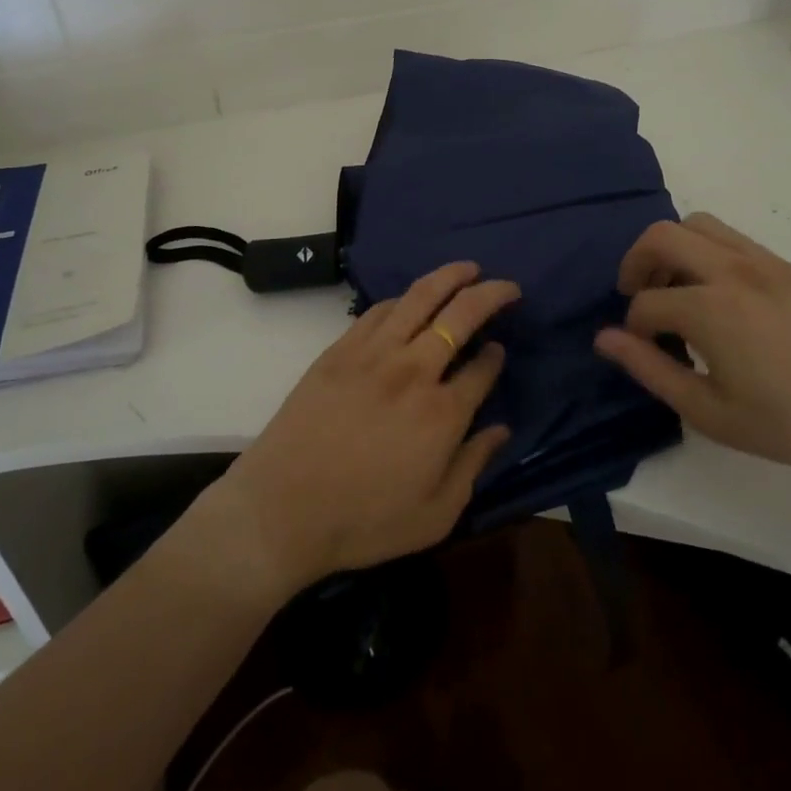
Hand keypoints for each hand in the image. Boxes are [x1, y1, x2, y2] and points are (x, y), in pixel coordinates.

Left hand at [209, 262, 517, 595]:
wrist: (282, 510)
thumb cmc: (363, 522)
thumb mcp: (435, 515)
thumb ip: (473, 466)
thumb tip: (501, 429)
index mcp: (442, 413)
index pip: (483, 368)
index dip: (496, 356)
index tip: (500, 350)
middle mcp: (414, 371)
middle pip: (460, 316)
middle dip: (490, 294)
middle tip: (508, 286)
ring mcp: (374, 354)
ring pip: (419, 298)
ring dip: (449, 276)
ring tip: (467, 268)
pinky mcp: (340, 350)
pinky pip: (378, 310)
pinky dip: (403, 298)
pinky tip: (411, 298)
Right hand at [594, 214, 790, 480]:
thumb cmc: (786, 424)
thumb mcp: (708, 411)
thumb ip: (649, 369)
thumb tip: (604, 339)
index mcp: (710, 308)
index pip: (647, 302)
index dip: (632, 326)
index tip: (641, 348)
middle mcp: (732, 270)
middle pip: (662, 236)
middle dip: (638, 263)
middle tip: (638, 296)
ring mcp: (763, 262)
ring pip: (697, 224)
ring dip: (672, 248)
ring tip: (676, 288)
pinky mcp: (787, 267)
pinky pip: (731, 237)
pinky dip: (706, 250)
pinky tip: (717, 292)